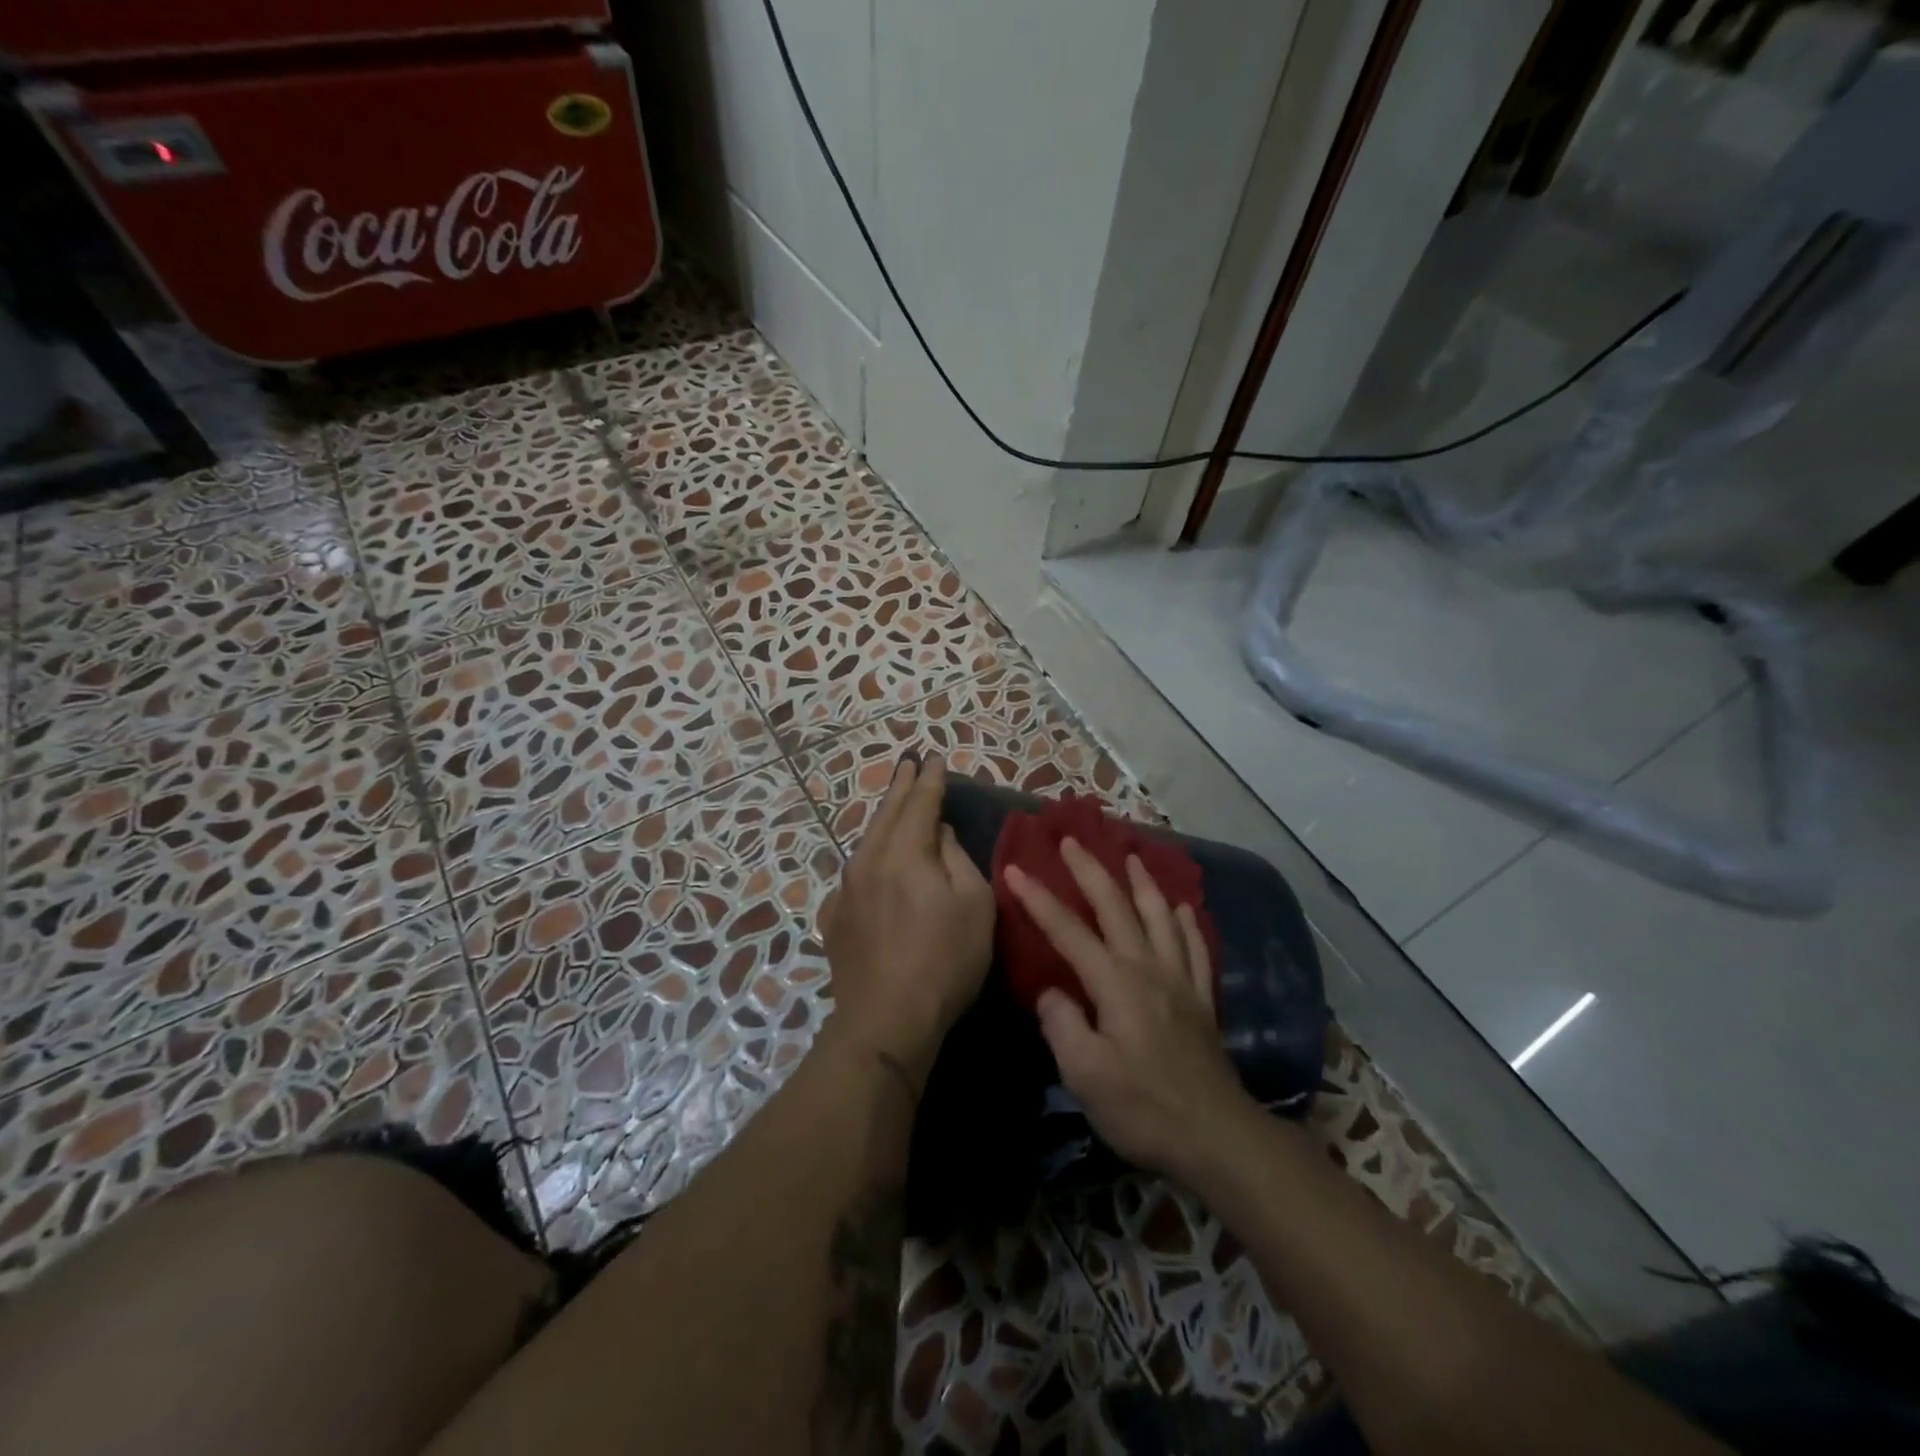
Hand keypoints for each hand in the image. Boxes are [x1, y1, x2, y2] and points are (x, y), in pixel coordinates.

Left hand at [819, 754, 994, 1087]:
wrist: (886, 1019)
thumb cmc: (945, 960)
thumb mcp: (974, 904)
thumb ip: (956, 858)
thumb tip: (938, 832)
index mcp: (906, 853)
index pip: (920, 803)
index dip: (930, 780)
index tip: (935, 758)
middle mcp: (869, 861)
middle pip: (887, 813)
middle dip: (901, 786)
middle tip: (909, 763)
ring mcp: (846, 889)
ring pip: (866, 840)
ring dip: (883, 817)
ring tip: (893, 801)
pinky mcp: (834, 916)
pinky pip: (855, 873)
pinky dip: (868, 856)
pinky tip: (871, 860)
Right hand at [1005, 839, 1253, 1180]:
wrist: (1218, 1137)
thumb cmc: (1144, 1108)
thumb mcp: (1086, 1075)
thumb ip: (1063, 1024)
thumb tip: (1053, 992)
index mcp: (1115, 982)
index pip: (1068, 931)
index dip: (1039, 899)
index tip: (1014, 870)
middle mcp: (1148, 968)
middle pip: (1116, 907)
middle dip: (1090, 871)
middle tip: (1072, 841)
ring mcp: (1180, 981)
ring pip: (1160, 917)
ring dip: (1143, 883)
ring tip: (1132, 856)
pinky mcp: (1202, 1001)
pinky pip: (1195, 948)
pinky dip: (1186, 923)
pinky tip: (1182, 909)